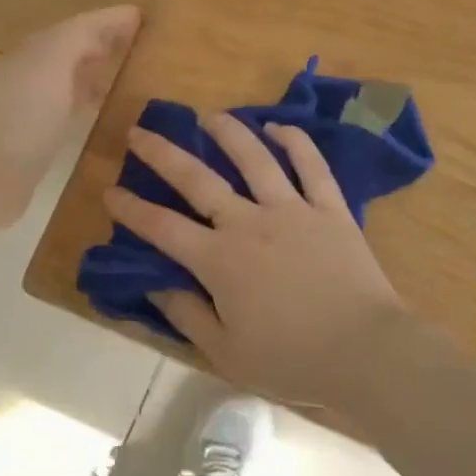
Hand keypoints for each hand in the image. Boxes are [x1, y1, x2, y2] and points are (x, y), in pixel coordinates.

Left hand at [0, 6, 141, 228]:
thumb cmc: (21, 114)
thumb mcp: (52, 62)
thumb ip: (82, 35)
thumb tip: (118, 18)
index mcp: (39, 50)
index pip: (82, 25)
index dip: (112, 19)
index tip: (149, 17)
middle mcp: (36, 72)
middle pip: (77, 49)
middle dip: (108, 42)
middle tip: (149, 44)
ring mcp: (36, 106)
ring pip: (75, 78)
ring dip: (101, 72)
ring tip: (136, 74)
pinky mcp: (39, 139)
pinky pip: (73, 108)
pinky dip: (92, 102)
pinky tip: (108, 111)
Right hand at [105, 113, 409, 406]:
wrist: (366, 352)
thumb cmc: (292, 360)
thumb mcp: (226, 353)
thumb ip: (186, 315)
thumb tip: (154, 284)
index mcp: (220, 260)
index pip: (162, 228)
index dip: (132, 209)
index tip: (109, 190)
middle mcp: (249, 223)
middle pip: (198, 179)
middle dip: (163, 154)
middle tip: (140, 131)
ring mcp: (292, 209)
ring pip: (255, 158)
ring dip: (228, 132)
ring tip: (208, 115)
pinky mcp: (330, 208)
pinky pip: (312, 165)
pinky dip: (295, 141)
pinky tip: (277, 126)